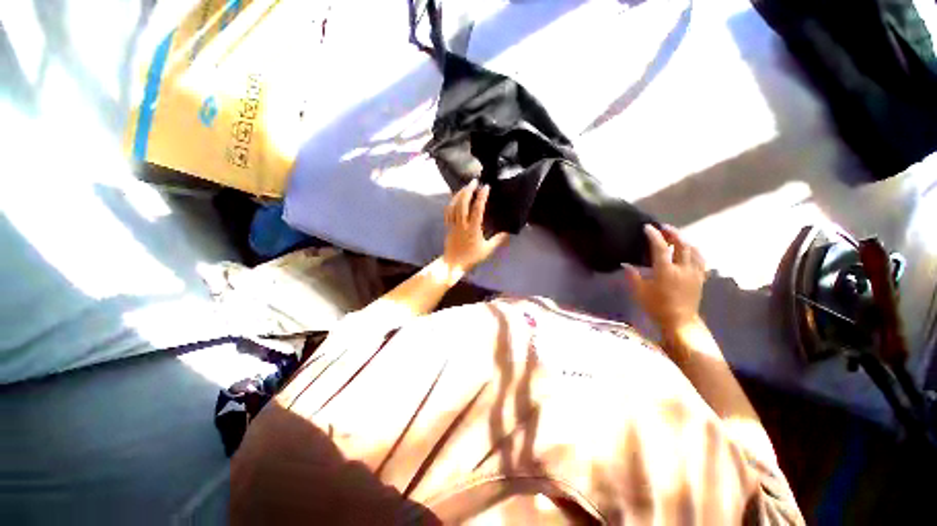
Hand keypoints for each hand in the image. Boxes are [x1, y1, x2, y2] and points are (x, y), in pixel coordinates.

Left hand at [442, 180, 509, 273]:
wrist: (453, 264)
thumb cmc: (471, 258)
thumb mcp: (487, 250)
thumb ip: (498, 240)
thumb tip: (508, 232)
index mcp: (473, 229)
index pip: (477, 210)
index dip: (481, 197)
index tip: (486, 187)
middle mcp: (462, 224)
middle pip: (463, 204)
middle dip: (468, 190)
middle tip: (474, 181)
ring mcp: (453, 224)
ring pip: (454, 206)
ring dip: (459, 194)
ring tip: (465, 186)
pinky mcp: (447, 226)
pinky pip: (448, 211)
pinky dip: (451, 202)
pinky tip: (455, 197)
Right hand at [623, 224, 706, 332]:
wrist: (680, 322)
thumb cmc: (657, 307)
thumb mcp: (639, 292)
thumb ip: (633, 276)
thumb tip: (625, 264)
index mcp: (666, 271)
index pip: (660, 247)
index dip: (653, 235)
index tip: (647, 227)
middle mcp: (682, 268)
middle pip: (681, 244)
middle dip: (672, 233)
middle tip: (663, 227)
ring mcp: (694, 273)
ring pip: (693, 250)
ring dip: (684, 240)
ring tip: (676, 236)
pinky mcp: (700, 278)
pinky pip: (701, 259)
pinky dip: (695, 251)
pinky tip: (690, 250)